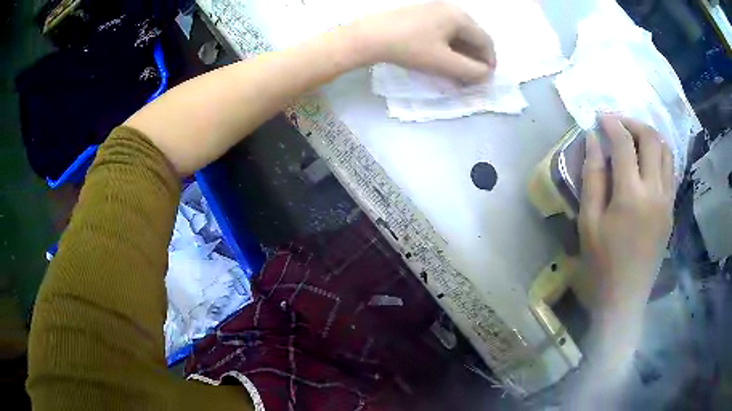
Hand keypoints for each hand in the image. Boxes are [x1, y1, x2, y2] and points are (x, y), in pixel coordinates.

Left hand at [349, 1, 495, 83]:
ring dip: (462, 54)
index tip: (485, 80)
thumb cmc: (410, 48)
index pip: (485, 41)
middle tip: (471, 78)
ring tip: (457, 72)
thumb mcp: (444, 63)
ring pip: (457, 34)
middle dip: (475, 59)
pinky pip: (443, 31)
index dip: (489, 62)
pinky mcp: (420, 14)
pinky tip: (442, 59)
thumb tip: (486, 74)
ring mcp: (433, 9)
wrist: (369, 36)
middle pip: (472, 36)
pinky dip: (448, 47)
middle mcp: (450, 9)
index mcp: (460, 17)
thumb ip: (471, 71)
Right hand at [579, 115, 674, 318]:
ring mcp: (667, 201)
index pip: (625, 143)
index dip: (611, 124)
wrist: (625, 298)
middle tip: (617, 124)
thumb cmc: (601, 263)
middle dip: (633, 123)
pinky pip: (670, 170)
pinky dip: (659, 155)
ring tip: (634, 138)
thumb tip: (593, 140)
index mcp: (631, 195)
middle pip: (651, 139)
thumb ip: (592, 176)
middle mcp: (655, 191)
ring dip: (649, 137)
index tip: (600, 116)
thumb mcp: (588, 221)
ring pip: (666, 151)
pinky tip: (646, 161)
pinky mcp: (671, 210)